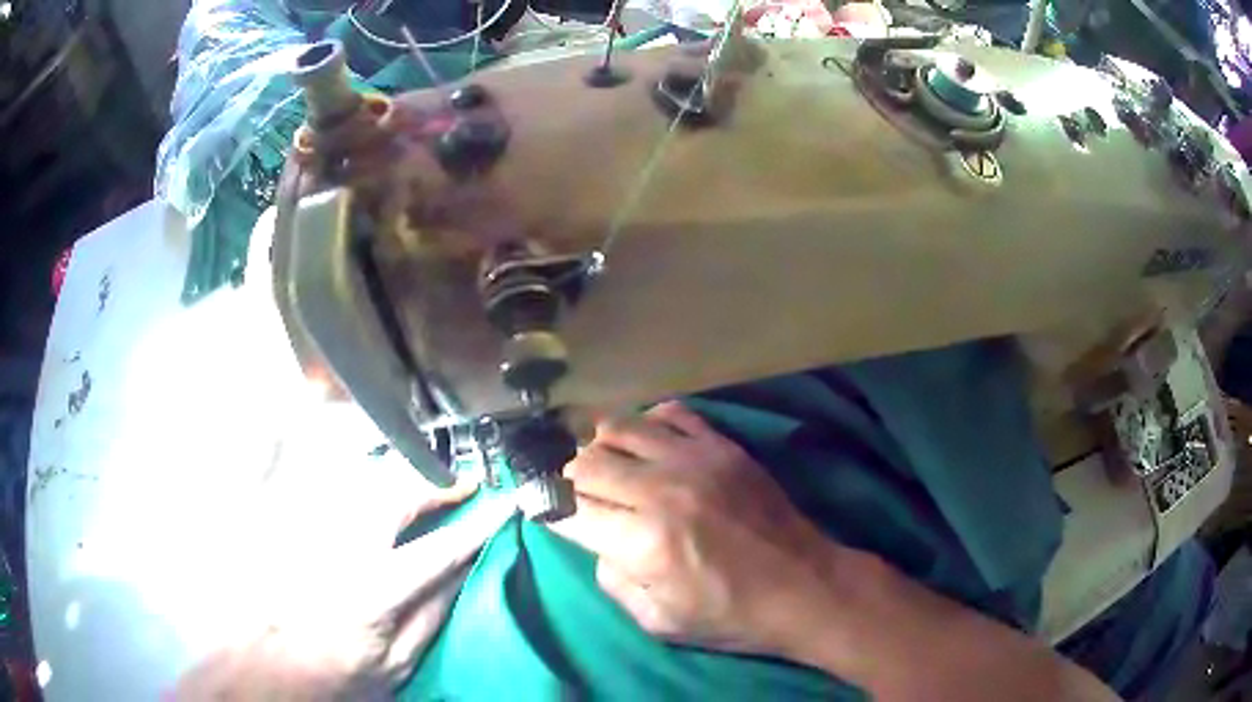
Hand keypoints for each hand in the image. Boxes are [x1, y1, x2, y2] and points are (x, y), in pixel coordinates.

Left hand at [174, 401, 514, 699]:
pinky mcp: (292, 523)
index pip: (441, 549)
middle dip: (435, 484)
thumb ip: (432, 616)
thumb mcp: (398, 662)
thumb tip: (463, 573)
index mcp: (377, 590)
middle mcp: (343, 548)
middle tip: (461, 484)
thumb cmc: (338, 671)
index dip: (478, 524)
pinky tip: (368, 477)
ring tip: (423, 479)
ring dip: (398, 473)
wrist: (271, 665)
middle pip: (396, 495)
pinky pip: (322, 483)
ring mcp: (313, 531)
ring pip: (358, 481)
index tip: (505, 504)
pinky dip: (352, 472)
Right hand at [549, 402, 839, 656]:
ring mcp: (695, 460)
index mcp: (642, 543)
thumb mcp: (658, 621)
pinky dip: (646, 423)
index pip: (566, 508)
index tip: (538, 506)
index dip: (543, 506)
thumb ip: (612, 579)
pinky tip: (647, 443)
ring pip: (618, 427)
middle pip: (584, 463)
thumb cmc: (731, 615)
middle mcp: (661, 491)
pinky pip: (670, 413)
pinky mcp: (723, 446)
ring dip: (597, 444)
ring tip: (599, 461)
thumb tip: (597, 540)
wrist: (804, 586)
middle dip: (565, 478)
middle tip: (568, 490)